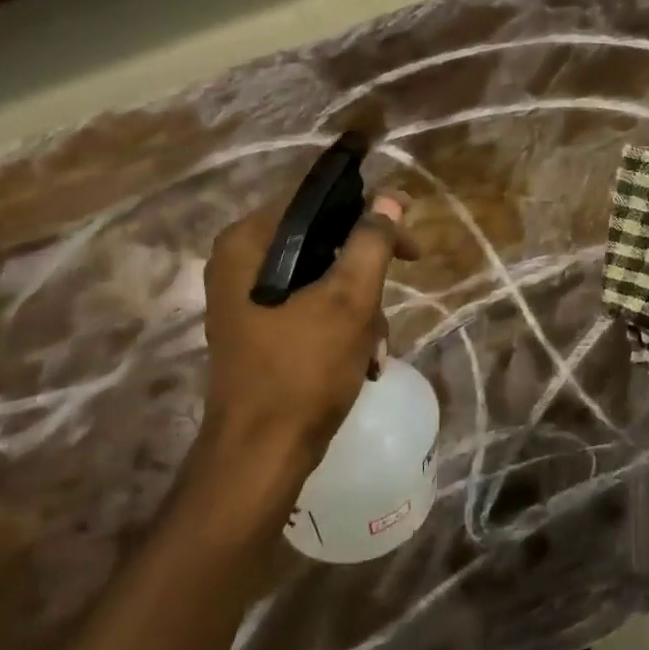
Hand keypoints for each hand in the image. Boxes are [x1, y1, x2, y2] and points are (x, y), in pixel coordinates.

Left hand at [194, 190, 418, 509]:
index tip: (409, 235)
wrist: (262, 453)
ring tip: (375, 347)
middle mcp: (239, 261)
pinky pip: (308, 307)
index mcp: (248, 242)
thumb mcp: (349, 301)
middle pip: (321, 240)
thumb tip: (389, 196)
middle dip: (366, 273)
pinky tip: (362, 360)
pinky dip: (340, 326)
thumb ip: (370, 242)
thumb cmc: (303, 370)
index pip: (316, 200)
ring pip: (320, 277)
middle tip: (402, 284)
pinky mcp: (258, 328)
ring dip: (359, 307)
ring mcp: (246, 298)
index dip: (368, 211)